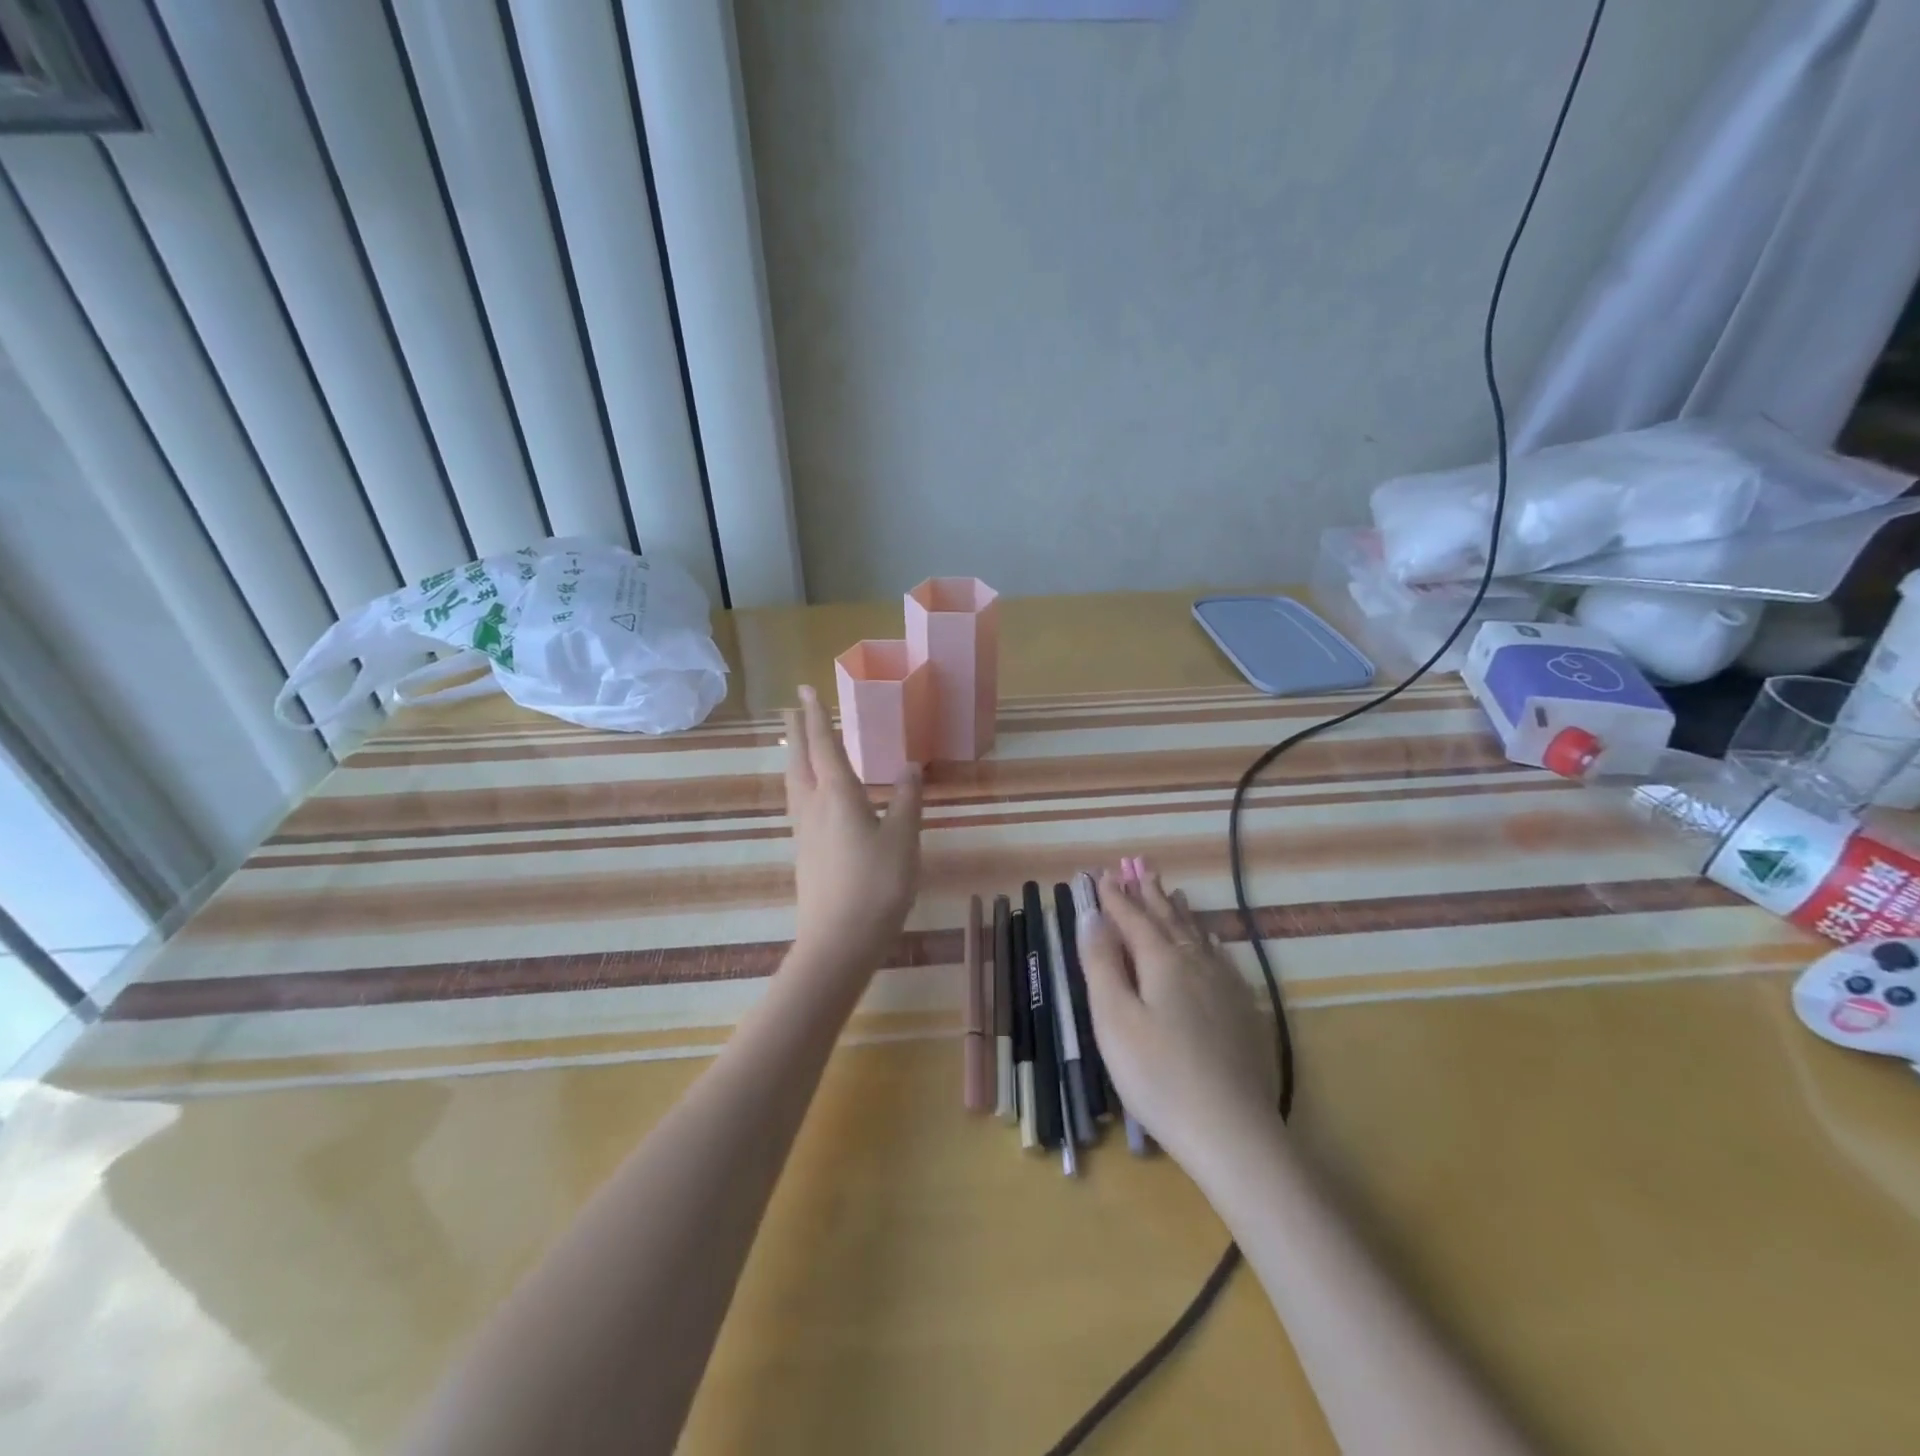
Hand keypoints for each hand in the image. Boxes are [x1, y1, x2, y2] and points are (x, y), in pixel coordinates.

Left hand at [783, 684, 923, 977]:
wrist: (839, 941)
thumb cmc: (877, 884)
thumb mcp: (904, 839)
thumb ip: (908, 800)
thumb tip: (911, 766)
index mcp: (838, 795)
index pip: (823, 745)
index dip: (816, 716)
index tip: (805, 690)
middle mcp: (813, 807)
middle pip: (799, 760)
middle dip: (796, 732)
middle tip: (792, 709)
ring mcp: (803, 832)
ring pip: (793, 783)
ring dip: (793, 757)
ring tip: (794, 746)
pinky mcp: (803, 854)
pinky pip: (797, 805)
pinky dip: (800, 784)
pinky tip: (809, 797)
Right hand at [1077, 867, 1276, 1169]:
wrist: (1232, 1132)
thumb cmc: (1159, 1075)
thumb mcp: (1114, 1019)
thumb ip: (1101, 963)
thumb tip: (1091, 915)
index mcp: (1162, 961)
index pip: (1133, 918)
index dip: (1115, 897)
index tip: (1102, 875)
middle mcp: (1196, 962)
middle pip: (1169, 919)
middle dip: (1149, 894)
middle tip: (1138, 868)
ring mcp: (1224, 986)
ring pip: (1197, 935)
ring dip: (1179, 911)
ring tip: (1172, 892)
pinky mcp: (1242, 1010)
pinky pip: (1220, 957)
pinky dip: (1207, 939)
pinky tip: (1210, 941)